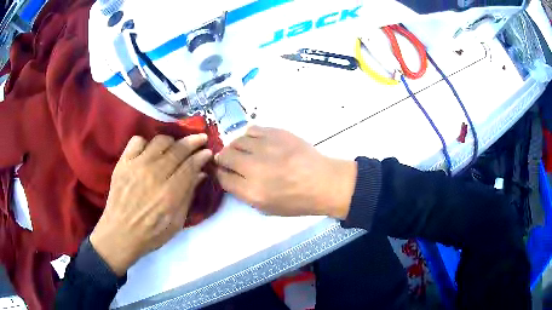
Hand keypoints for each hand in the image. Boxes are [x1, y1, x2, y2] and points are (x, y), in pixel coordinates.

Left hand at [90, 134, 211, 275]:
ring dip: (171, 142)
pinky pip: (137, 141)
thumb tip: (200, 174)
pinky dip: (146, 143)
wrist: (119, 234)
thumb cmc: (151, 234)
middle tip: (200, 139)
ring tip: (173, 148)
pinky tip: (149, 152)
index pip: (190, 166)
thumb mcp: (176, 223)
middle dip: (192, 142)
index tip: (207, 152)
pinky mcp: (123, 163)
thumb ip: (188, 197)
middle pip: (178, 149)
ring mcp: (136, 166)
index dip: (201, 156)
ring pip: (159, 141)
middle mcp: (154, 175)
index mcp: (170, 194)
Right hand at [215, 126, 356, 218]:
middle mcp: (254, 167)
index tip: (223, 171)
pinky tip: (256, 142)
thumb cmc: (297, 201)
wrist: (324, 182)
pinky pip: (252, 130)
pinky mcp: (276, 133)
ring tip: (244, 151)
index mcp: (252, 191)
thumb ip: (244, 194)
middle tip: (230, 160)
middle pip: (225, 156)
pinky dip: (250, 136)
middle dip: (223, 159)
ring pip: (237, 141)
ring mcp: (265, 148)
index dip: (220, 174)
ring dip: (236, 147)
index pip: (222, 178)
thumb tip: (231, 177)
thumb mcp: (268, 208)